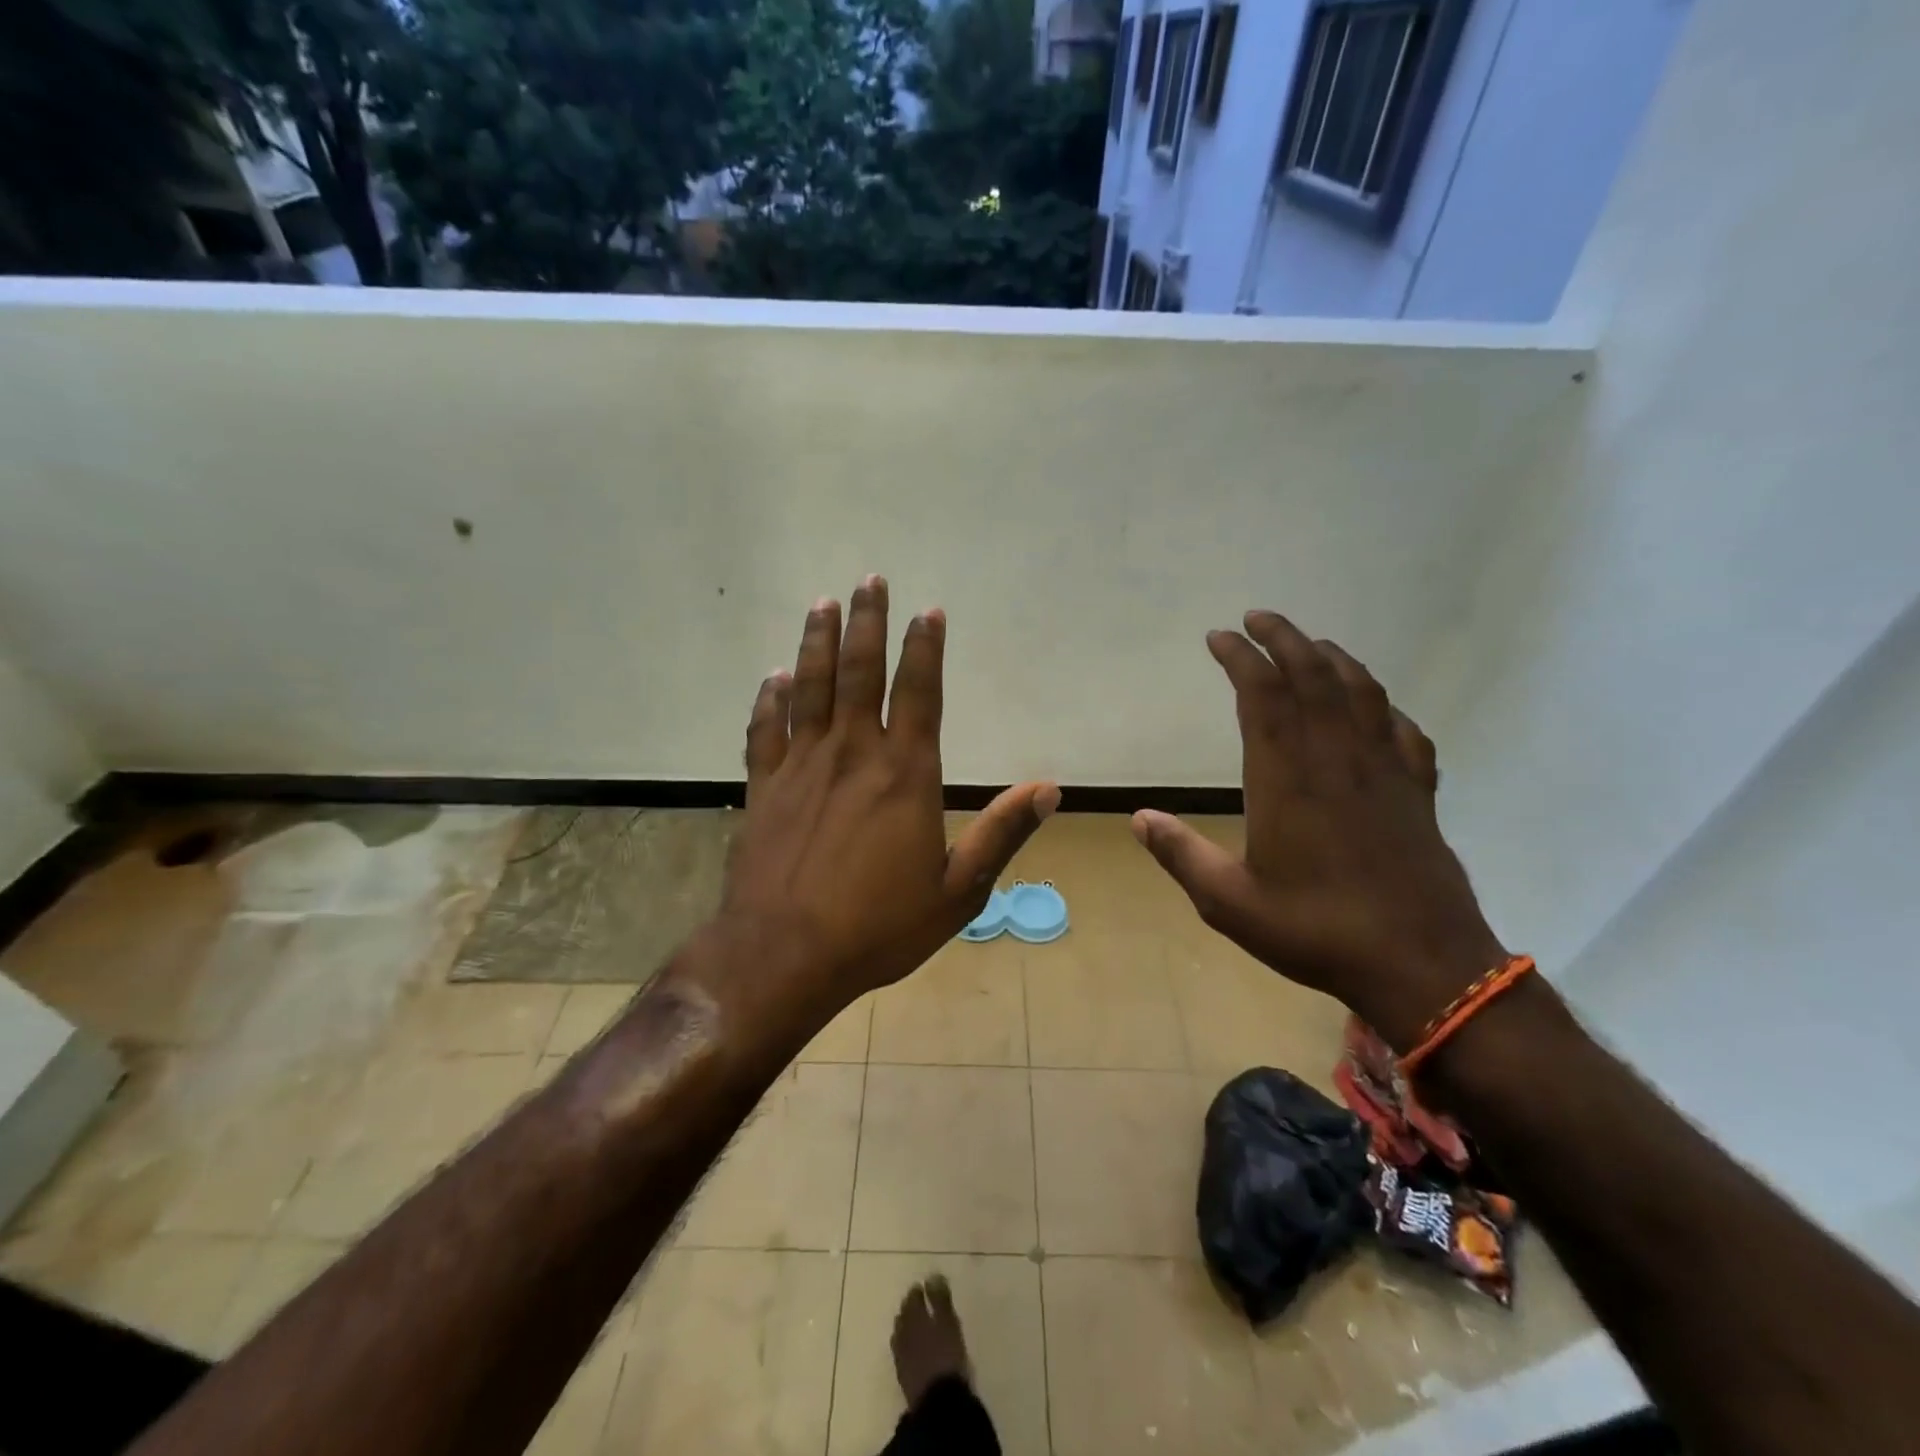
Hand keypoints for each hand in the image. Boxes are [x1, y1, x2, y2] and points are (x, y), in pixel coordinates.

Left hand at [723, 576, 1058, 1010]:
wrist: (783, 955)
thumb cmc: (878, 926)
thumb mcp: (958, 891)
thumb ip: (1002, 834)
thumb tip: (1049, 790)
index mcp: (904, 773)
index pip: (920, 692)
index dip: (925, 647)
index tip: (928, 611)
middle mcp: (852, 753)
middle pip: (860, 672)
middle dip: (867, 623)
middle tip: (870, 581)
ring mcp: (801, 766)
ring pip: (809, 687)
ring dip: (817, 641)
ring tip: (824, 603)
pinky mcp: (764, 786)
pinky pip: (766, 729)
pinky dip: (770, 699)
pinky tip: (774, 677)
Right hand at [1131, 610, 1505, 1049]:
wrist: (1422, 966)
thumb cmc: (1317, 931)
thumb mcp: (1230, 903)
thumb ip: (1181, 855)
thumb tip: (1139, 819)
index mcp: (1287, 779)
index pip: (1261, 696)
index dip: (1239, 659)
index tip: (1219, 638)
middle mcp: (1336, 760)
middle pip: (1313, 677)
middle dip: (1283, 638)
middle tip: (1257, 618)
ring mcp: (1384, 772)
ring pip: (1361, 693)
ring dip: (1332, 658)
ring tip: (1309, 644)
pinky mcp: (1418, 792)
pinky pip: (1403, 731)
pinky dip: (1384, 706)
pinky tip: (1375, 707)